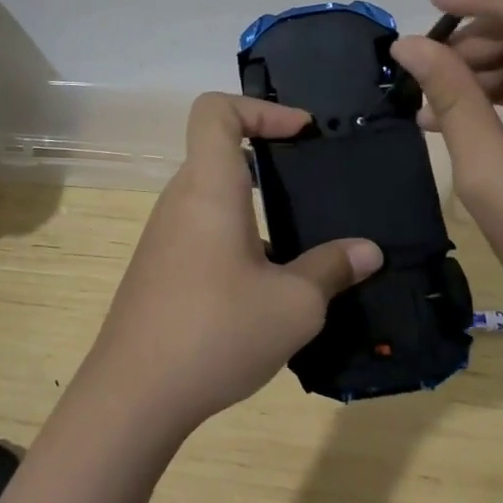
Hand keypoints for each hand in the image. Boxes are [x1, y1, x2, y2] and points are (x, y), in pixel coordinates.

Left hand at [82, 94, 382, 431]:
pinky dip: (236, 233)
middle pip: (217, 150)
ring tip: (300, 234)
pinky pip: (202, 228)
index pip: (215, 110)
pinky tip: (266, 281)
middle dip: (267, 155)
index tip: (300, 132)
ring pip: (212, 194)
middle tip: (313, 180)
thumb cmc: (216, 332)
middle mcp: (180, 200)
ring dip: (254, 201)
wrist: (134, 394)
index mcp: (208, 187)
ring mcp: (164, 235)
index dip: (260, 107)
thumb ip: (331, 269)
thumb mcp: (293, 305)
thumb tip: (367, 251)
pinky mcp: (160, 267)